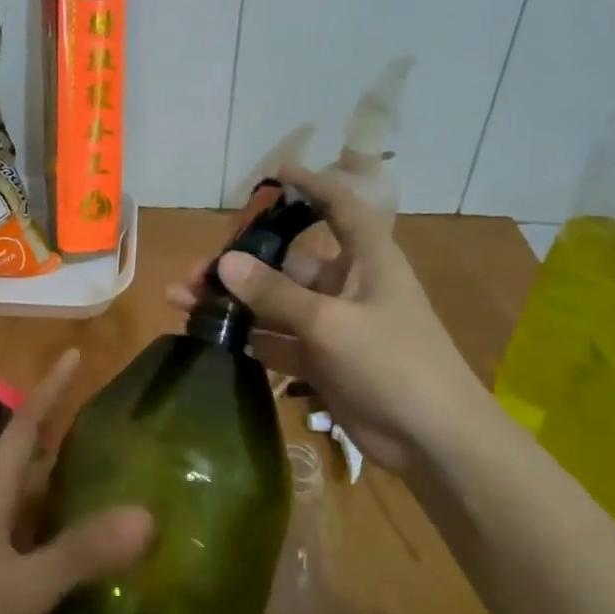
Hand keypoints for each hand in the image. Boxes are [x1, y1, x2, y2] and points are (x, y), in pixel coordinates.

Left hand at [0, 350, 151, 613]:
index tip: (76, 354)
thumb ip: (80, 552)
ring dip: (69, 484)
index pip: (25, 428)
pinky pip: (38, 539)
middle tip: (116, 421)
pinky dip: (67, 532)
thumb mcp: (21, 587)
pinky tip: (95, 546)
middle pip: (31, 460)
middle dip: (67, 434)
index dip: (50, 389)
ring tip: (118, 474)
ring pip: (36, 501)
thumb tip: (147, 514)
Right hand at [165, 167, 492, 470]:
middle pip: (287, 263)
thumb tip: (225, 263)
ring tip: (183, 302)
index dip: (311, 186)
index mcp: (367, 260)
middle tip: (194, 273)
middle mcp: (347, 285)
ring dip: (235, 304)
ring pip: (274, 304)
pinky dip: (248, 339)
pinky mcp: (321, 361)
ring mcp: (332, 325)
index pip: (339, 207)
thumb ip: (275, 294)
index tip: (274, 174)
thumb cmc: (393, 363)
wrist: (432, 439)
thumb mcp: (331, 323)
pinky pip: (277, 340)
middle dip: (241, 265)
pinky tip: (211, 339)